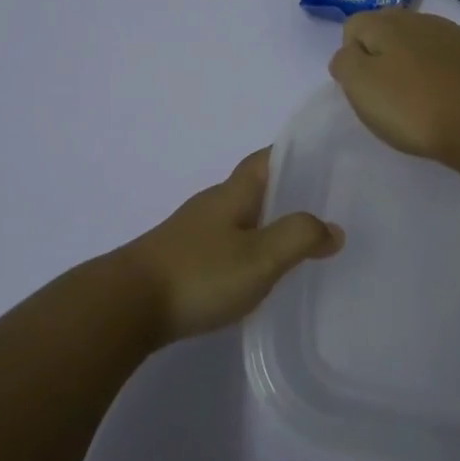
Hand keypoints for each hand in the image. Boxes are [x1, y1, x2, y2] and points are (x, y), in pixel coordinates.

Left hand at [122, 148, 343, 343]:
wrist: (127, 306)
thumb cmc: (199, 274)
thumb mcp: (260, 257)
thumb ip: (299, 238)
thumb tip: (333, 228)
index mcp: (232, 194)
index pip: (265, 159)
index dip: (293, 154)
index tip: (325, 160)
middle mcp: (212, 205)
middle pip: (254, 188)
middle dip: (288, 193)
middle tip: (326, 208)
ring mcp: (193, 232)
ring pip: (240, 218)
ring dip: (268, 223)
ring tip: (301, 244)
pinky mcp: (182, 260)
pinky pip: (226, 243)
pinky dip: (249, 248)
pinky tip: (259, 272)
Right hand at [328, 9, 459, 164]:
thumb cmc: (413, 109)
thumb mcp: (361, 88)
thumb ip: (345, 62)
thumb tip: (349, 52)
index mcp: (387, 24)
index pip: (353, 26)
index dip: (351, 55)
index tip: (362, 86)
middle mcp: (421, 18)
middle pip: (389, 27)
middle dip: (383, 51)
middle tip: (387, 90)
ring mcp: (458, 32)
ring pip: (425, 36)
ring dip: (417, 56)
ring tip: (421, 92)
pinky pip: (459, 48)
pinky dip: (452, 60)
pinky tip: (454, 84)